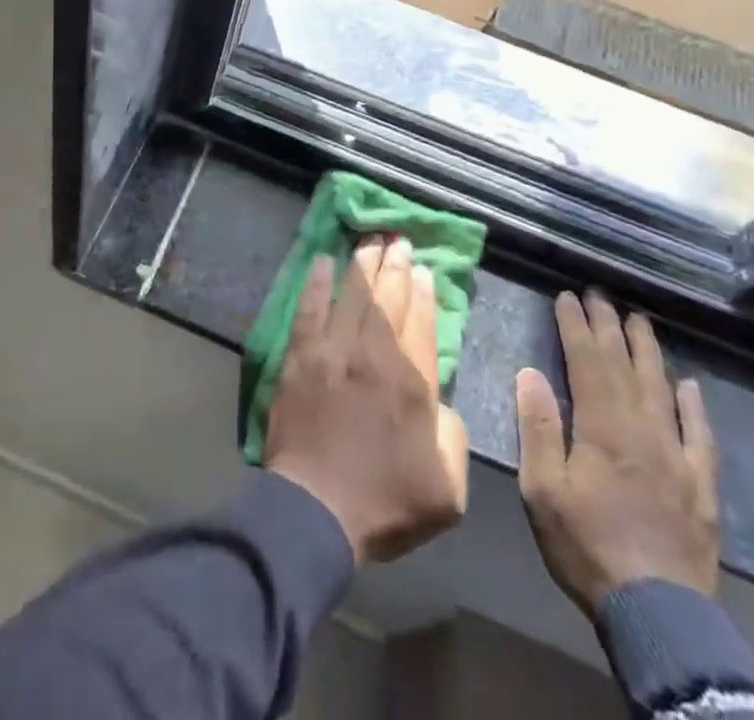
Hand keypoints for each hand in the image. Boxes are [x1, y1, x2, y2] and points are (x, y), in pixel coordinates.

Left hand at [264, 237, 469, 563]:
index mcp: (412, 383)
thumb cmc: (384, 503)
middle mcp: (373, 355)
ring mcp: (332, 351)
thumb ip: (454, 436)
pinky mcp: (299, 356)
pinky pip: (309, 308)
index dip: (423, 292)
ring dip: (362, 264)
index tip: (423, 270)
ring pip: (351, 294)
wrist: (314, 511)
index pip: (421, 322)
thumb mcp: (448, 489)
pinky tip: (321, 262)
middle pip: (387, 298)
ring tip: (370, 241)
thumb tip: (441, 402)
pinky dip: (316, 283)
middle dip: (395, 266)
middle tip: (399, 241)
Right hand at [515, 291, 718, 617]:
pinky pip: (699, 434)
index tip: (567, 297)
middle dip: (609, 327)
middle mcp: (642, 430)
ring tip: (639, 320)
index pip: (586, 362)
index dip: (576, 326)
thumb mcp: (543, 490)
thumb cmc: (587, 547)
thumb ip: (538, 428)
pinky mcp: (700, 485)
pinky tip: (689, 384)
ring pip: (661, 388)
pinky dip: (694, 405)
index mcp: (601, 428)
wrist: (659, 614)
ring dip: (648, 351)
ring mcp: (676, 456)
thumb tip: (529, 372)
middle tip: (600, 295)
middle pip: (624, 366)